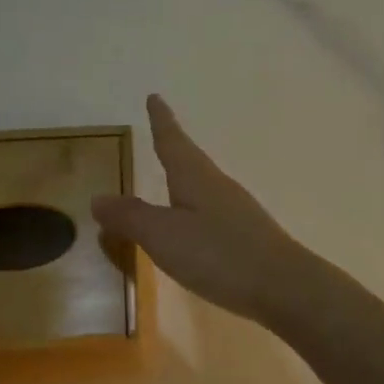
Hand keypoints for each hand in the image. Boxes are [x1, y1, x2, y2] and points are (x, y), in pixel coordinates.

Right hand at [92, 94, 311, 326]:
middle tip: (159, 133)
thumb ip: (130, 217)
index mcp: (195, 177)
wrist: (284, 287)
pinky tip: (194, 225)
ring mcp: (236, 211)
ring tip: (171, 178)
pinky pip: (212, 212)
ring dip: (185, 178)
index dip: (161, 121)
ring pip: (203, 186)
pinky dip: (194, 208)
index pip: (172, 141)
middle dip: (173, 147)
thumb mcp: (163, 235)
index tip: (155, 97)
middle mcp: (218, 186)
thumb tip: (98, 198)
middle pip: (191, 160)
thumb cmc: (218, 254)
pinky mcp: (247, 236)